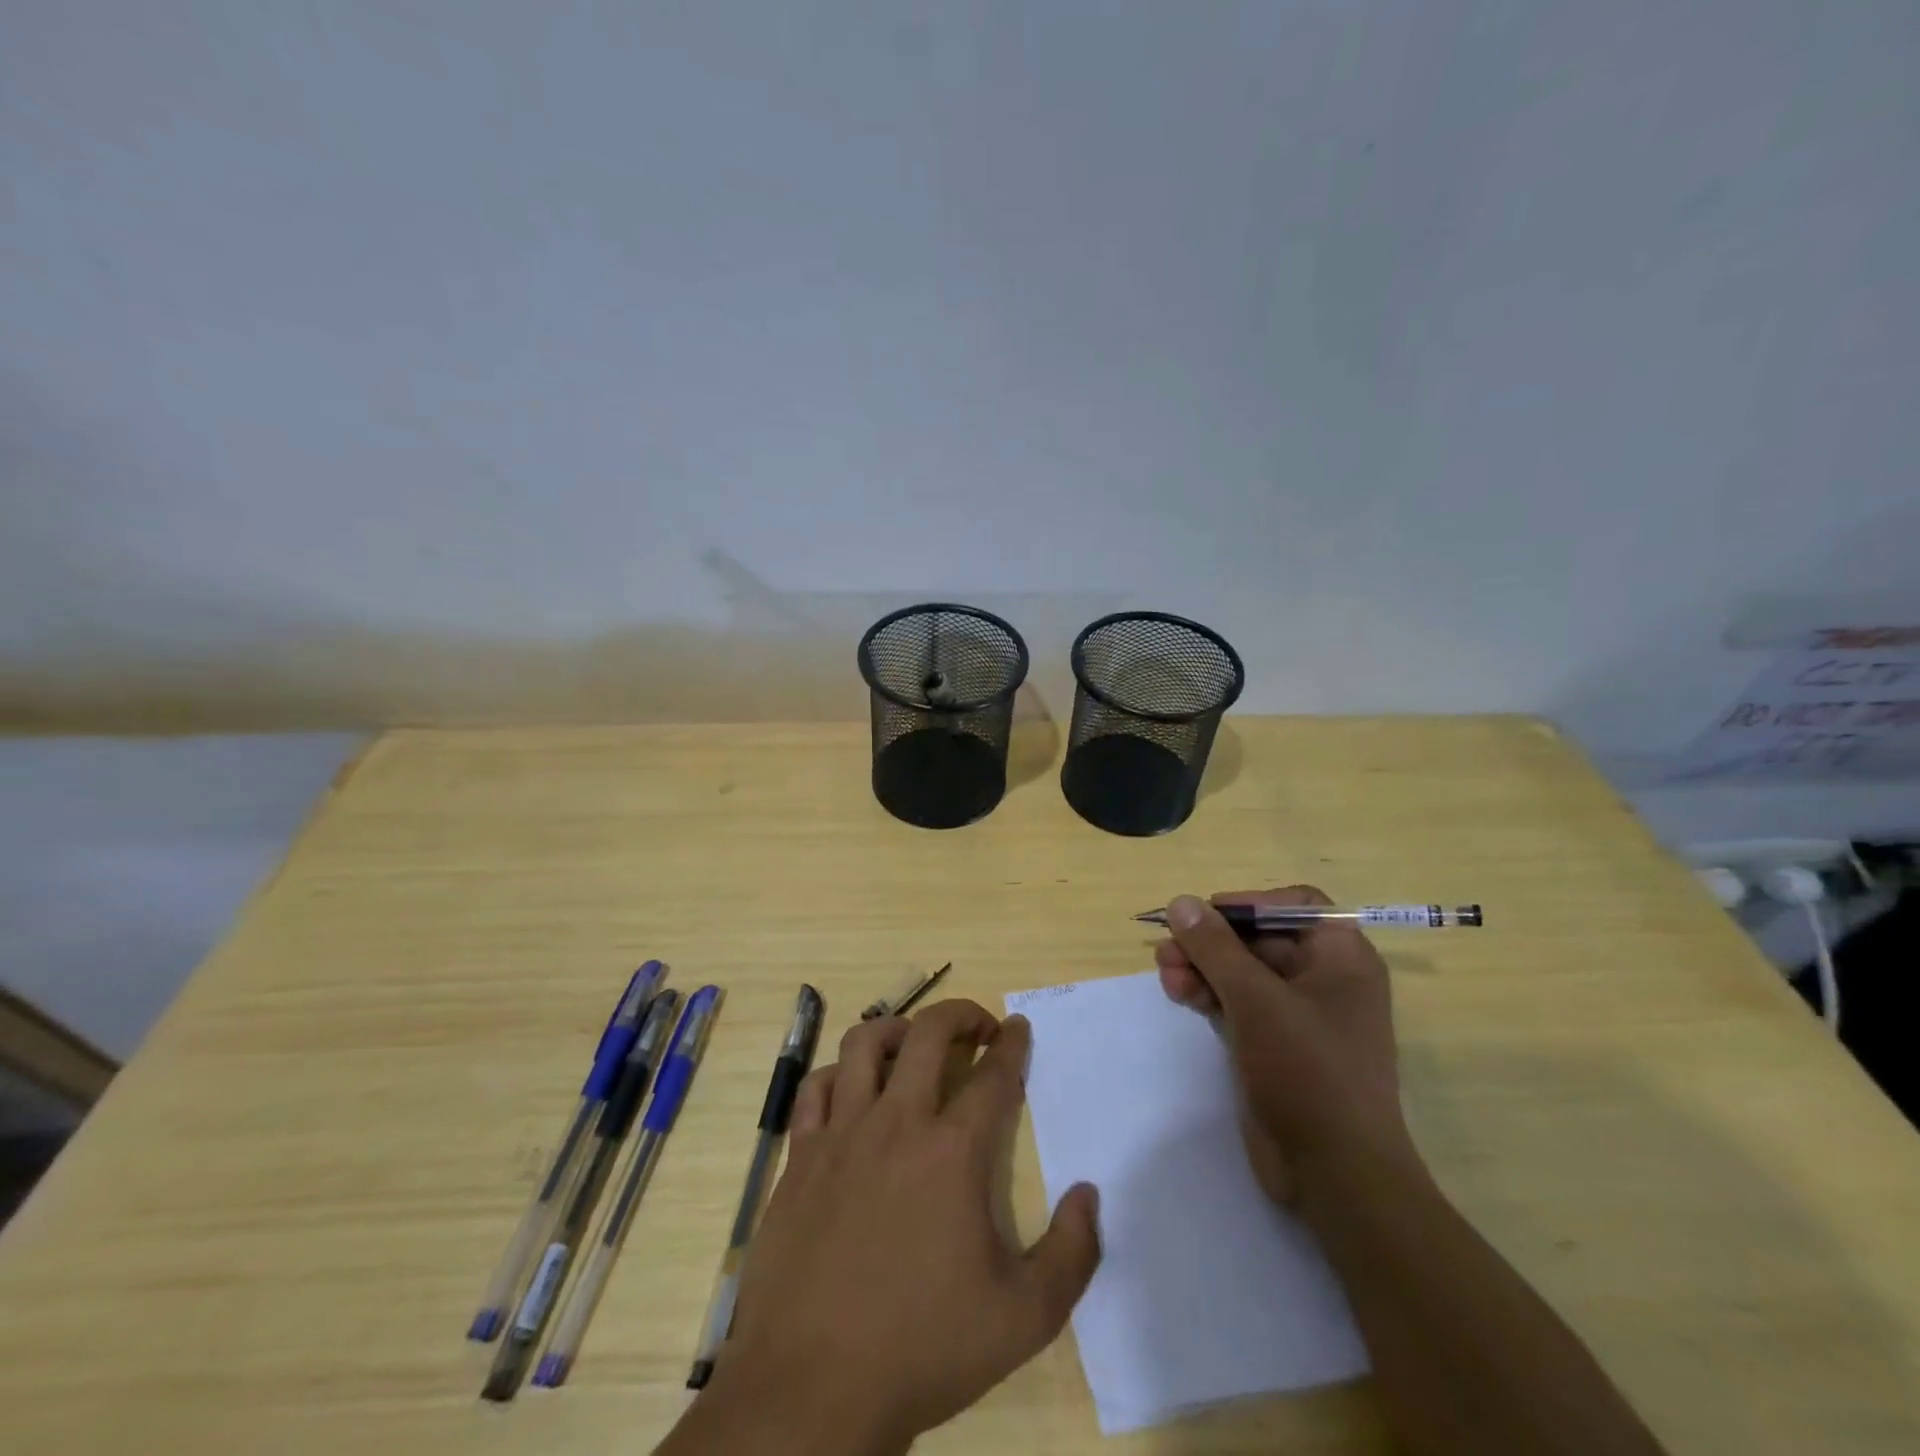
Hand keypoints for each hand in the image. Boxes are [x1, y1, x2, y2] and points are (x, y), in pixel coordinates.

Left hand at [676, 1000, 1100, 1455]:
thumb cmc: (923, 1348)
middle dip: (961, 1015)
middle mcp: (897, 1123)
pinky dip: (838, 1074)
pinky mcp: (800, 1156)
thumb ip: (1072, 1253)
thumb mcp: (1024, 1318)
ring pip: (864, 1044)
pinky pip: (814, 1088)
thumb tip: (1089, 1192)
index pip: (993, 1074)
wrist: (812, 1389)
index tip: (1019, 1027)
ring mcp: (842, 1134)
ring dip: (897, 1029)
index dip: (1012, 1043)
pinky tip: (852, 1090)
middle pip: (929, 1034)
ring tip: (914, 1044)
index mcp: (953, 1152)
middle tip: (978, 1027)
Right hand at [1154, 886, 1419, 1207]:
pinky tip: (1178, 994)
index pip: (1294, 905)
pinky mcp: (1274, 1044)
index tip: (1207, 915)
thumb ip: (1216, 948)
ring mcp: (1298, 1014)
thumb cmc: (1308, 1072)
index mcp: (1341, 958)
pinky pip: (1237, 1002)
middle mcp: (1324, 979)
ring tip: (1165, 973)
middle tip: (1167, 948)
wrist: (1336, 1175)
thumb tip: (1181, 902)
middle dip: (1211, 941)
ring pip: (1241, 971)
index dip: (1249, 903)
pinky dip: (1208, 994)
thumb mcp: (1256, 1000)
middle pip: (1258, 937)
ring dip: (1201, 967)